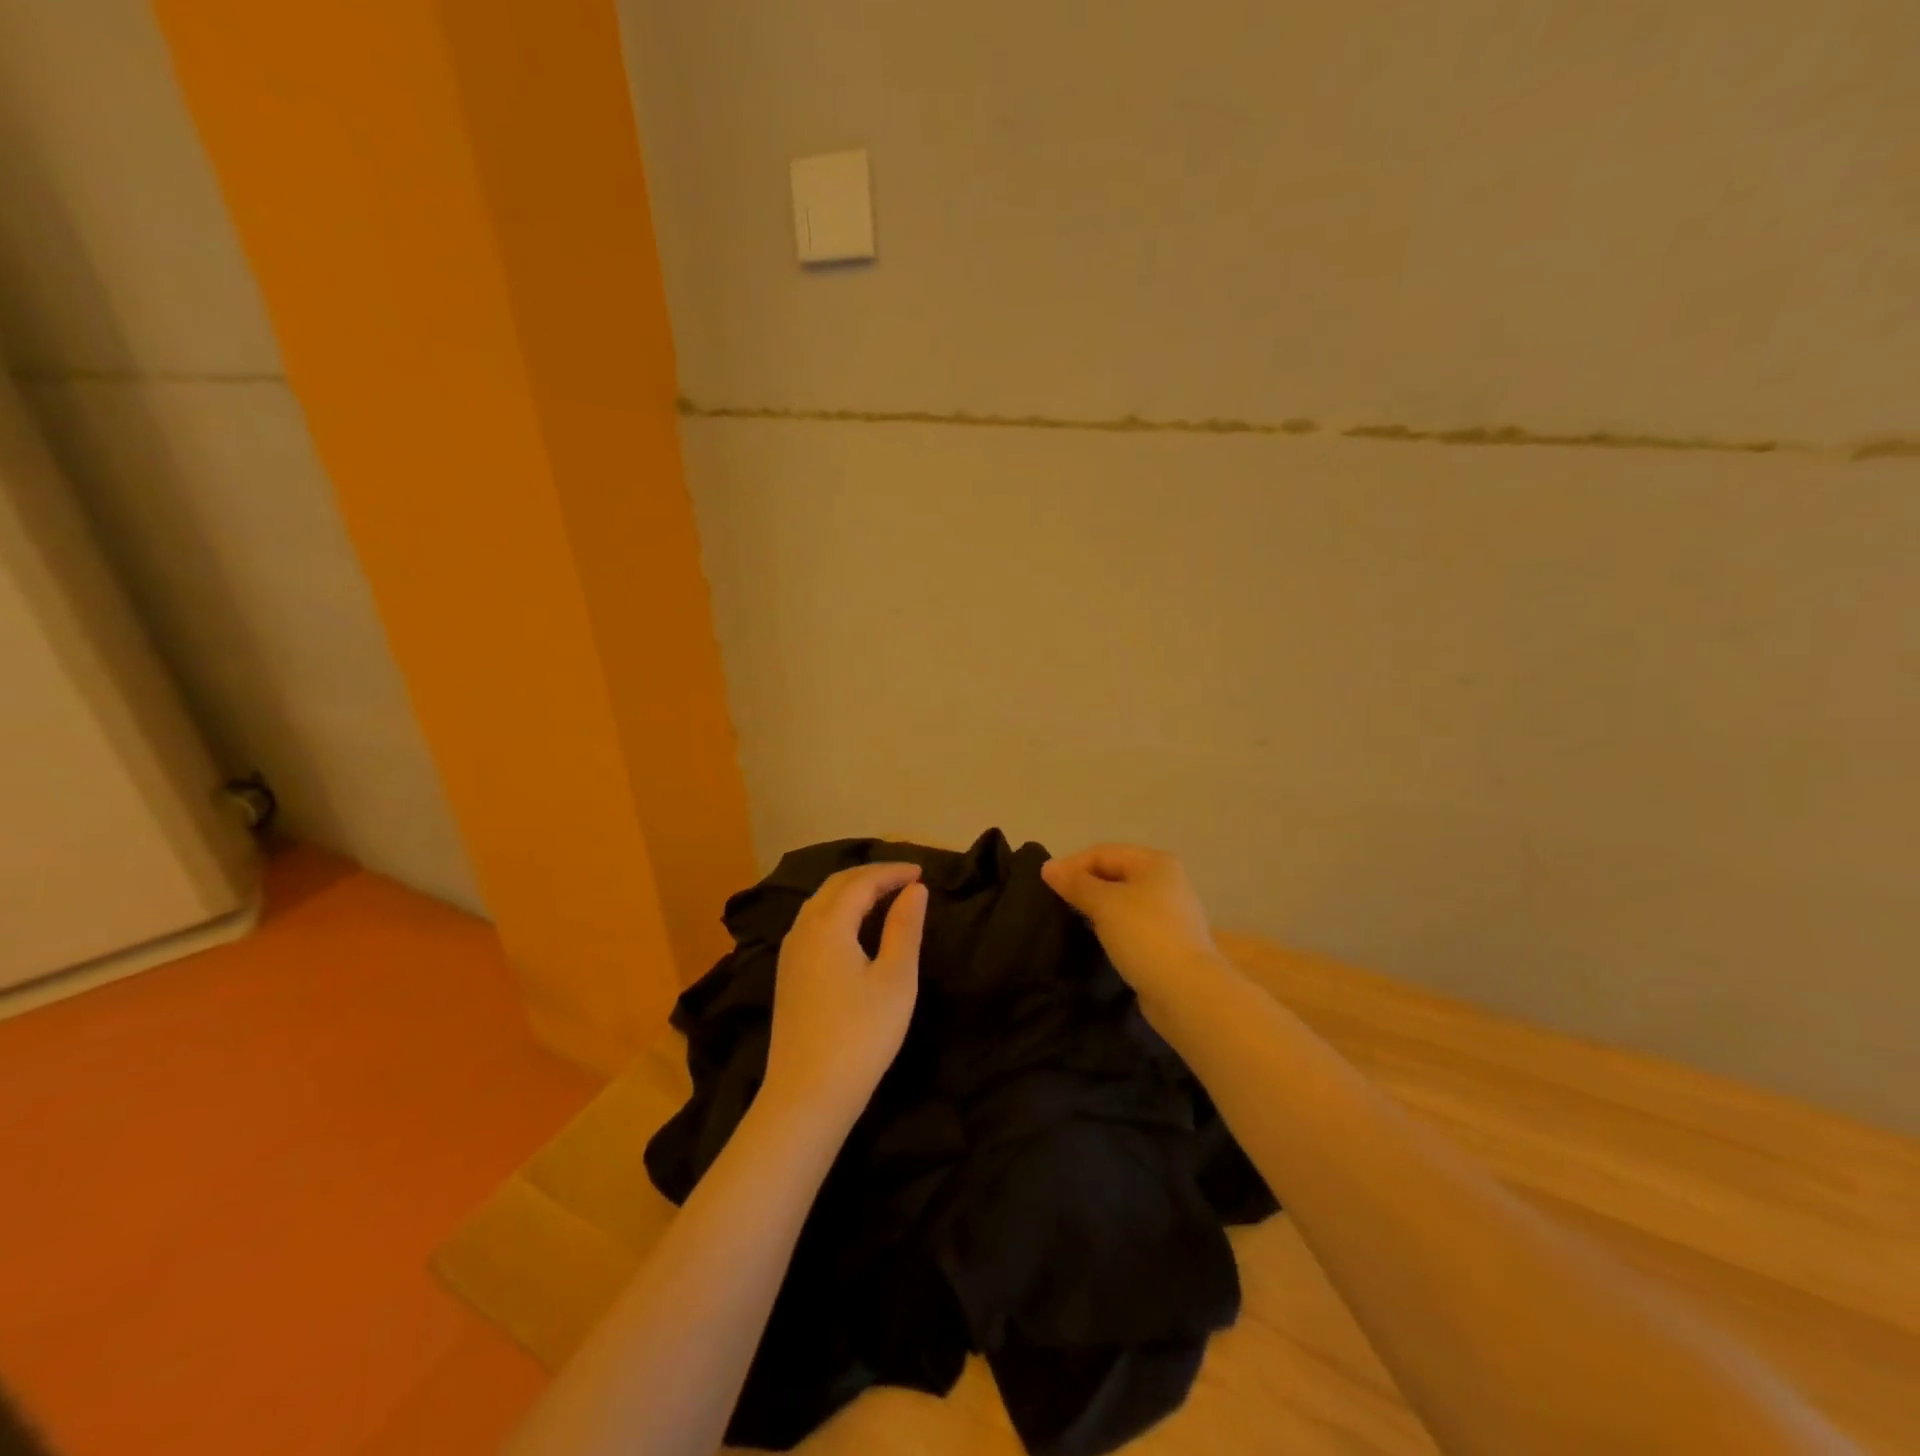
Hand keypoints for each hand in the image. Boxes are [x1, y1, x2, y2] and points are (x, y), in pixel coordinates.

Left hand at [763, 863, 927, 1125]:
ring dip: (851, 891)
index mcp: (828, 924)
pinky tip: (854, 928)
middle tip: (904, 878)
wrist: (806, 1095)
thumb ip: (904, 928)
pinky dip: (838, 911)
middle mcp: (803, 929)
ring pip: (820, 904)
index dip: (892, 872)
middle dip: (870, 875)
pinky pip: (813, 924)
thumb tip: (914, 890)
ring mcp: (790, 953)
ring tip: (883, 896)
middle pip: (835, 886)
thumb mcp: (895, 979)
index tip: (922, 871)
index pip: (861, 881)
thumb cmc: (860, 1035)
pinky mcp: (788, 975)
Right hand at [1041, 845, 1228, 1012]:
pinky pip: (1130, 923)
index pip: (1103, 852)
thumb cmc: (1144, 935)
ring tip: (1070, 919)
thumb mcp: (1104, 903)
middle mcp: (1165, 881)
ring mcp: (1169, 912)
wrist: (1186, 991)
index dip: (1072, 864)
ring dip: (1096, 906)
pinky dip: (1110, 926)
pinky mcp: (1167, 940)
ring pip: (1122, 900)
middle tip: (1055, 902)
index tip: (1044, 885)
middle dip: (1083, 885)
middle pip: (1114, 873)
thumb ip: (1075, 883)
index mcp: (1154, 863)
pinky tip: (1095, 938)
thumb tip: (1048, 867)